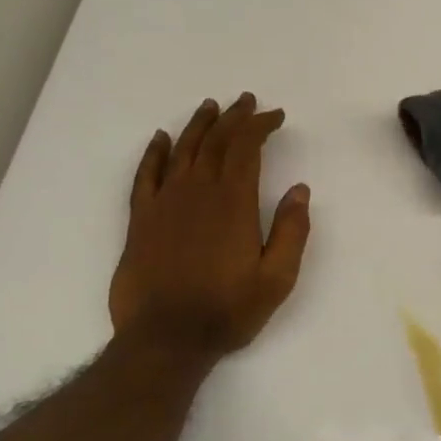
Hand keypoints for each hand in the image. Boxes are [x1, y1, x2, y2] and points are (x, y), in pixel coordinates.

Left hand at [108, 94, 311, 357]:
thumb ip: (291, 231)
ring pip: (182, 150)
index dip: (260, 125)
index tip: (275, 115)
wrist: (165, 339)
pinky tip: (161, 139)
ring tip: (211, 106)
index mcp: (233, 203)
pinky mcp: (140, 219)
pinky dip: (155, 153)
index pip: (246, 148)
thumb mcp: (276, 279)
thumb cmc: (226, 310)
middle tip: (247, 101)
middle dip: (234, 117)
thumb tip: (300, 189)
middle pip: (215, 141)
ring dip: (198, 125)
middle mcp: (197, 192)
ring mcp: (164, 203)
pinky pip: (145, 175)